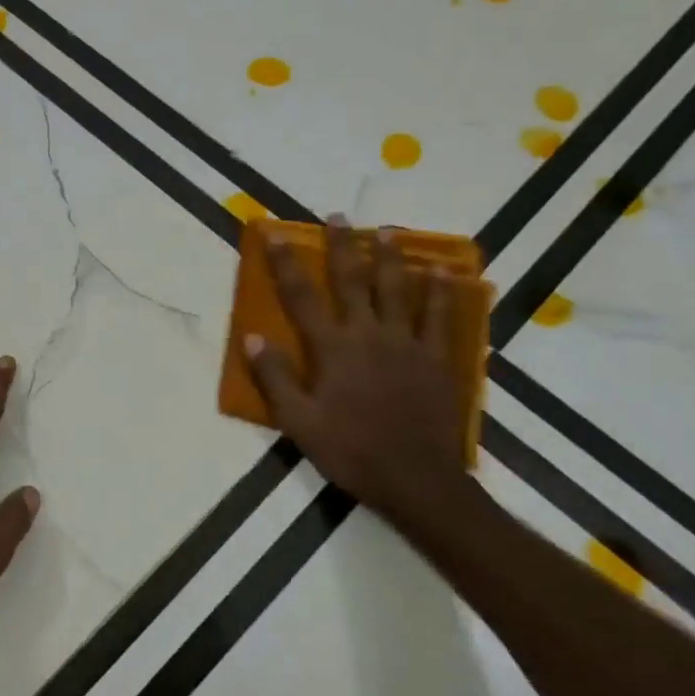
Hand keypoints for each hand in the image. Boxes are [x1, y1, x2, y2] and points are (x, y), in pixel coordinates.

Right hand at [245, 217, 468, 513]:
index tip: (277, 233)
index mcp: (333, 348)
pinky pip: (439, 317)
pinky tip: (441, 274)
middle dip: (343, 246)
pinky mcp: (437, 358)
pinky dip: (439, 293)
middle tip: (340, 216)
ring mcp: (407, 343)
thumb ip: (276, 378)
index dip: (287, 263)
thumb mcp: (299, 422)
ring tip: (387, 231)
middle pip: (353, 281)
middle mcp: (369, 334)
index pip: (302, 297)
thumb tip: (253, 338)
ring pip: (398, 290)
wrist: (416, 479)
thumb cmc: (351, 451)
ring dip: (390, 258)